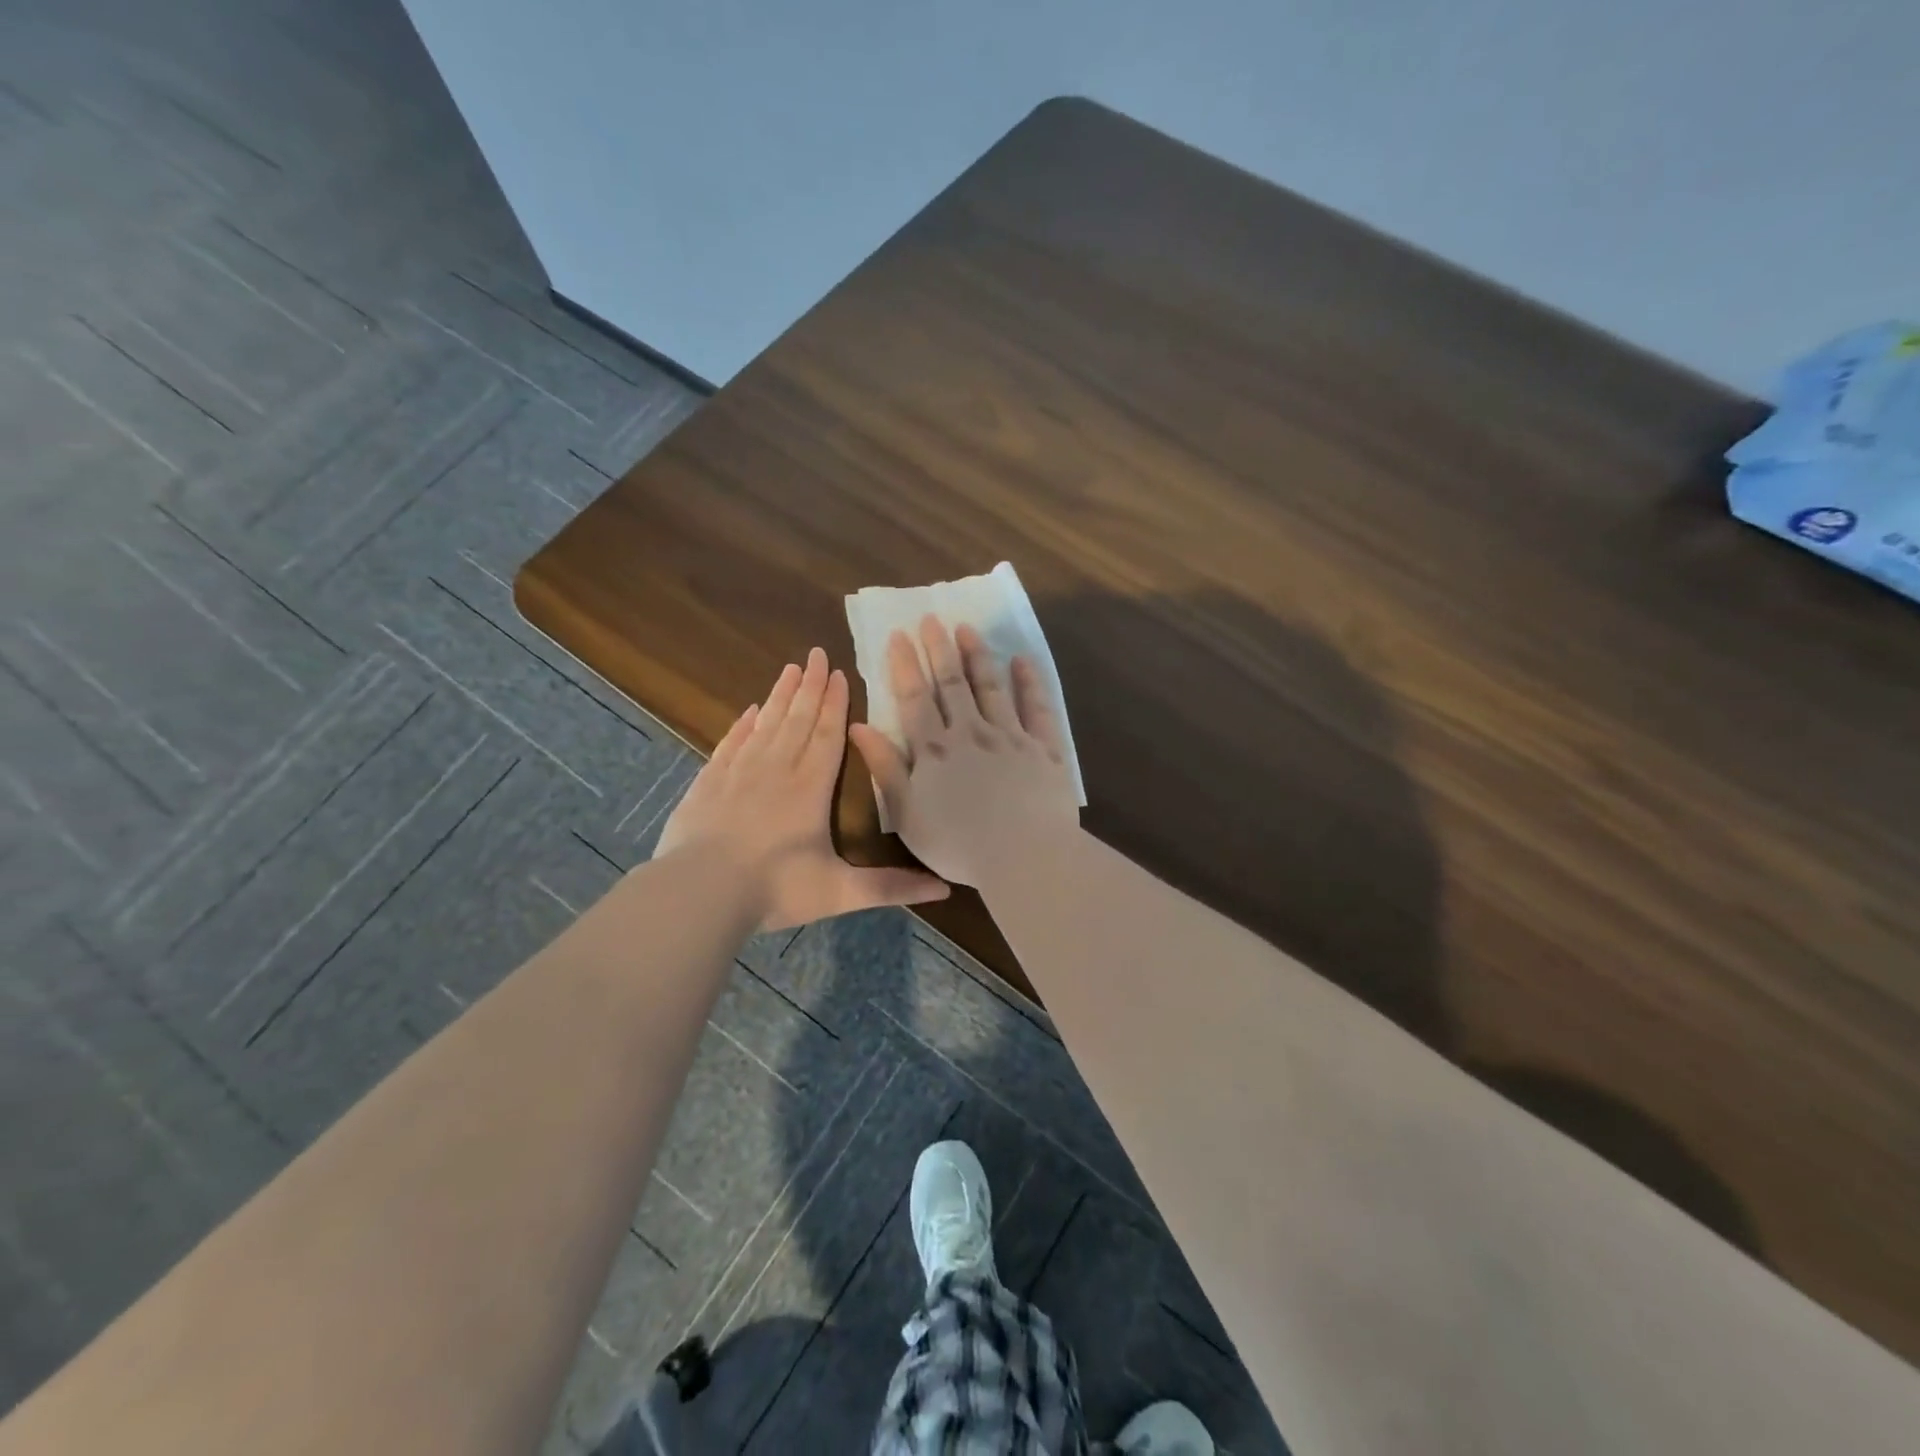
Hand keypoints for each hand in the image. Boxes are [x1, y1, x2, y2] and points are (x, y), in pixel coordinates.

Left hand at [655, 648, 949, 931]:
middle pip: (798, 719)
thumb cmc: (774, 889)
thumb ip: (891, 887)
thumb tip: (946, 890)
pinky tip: (750, 711)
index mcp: (811, 788)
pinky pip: (731, 743)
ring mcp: (739, 773)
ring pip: (765, 724)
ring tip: (790, 668)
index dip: (835, 703)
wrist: (699, 893)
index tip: (839, 673)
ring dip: (780, 696)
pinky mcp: (709, 783)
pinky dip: (743, 724)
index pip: (827, 735)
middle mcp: (777, 770)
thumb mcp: (840, 892)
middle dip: (811, 686)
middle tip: (817, 653)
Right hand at [848, 617, 1079, 889]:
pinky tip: (1022, 661)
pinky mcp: (1044, 749)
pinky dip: (1029, 683)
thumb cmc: (958, 843)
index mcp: (935, 749)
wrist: (1024, 856)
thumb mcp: (907, 812)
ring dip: (977, 656)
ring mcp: (1010, 737)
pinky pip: (1037, 708)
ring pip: (990, 687)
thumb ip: (885, 767)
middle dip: (939, 649)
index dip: (904, 665)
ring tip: (967, 629)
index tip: (898, 635)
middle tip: (931, 618)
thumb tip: (858, 726)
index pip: (915, 698)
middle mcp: (971, 732)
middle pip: (952, 684)